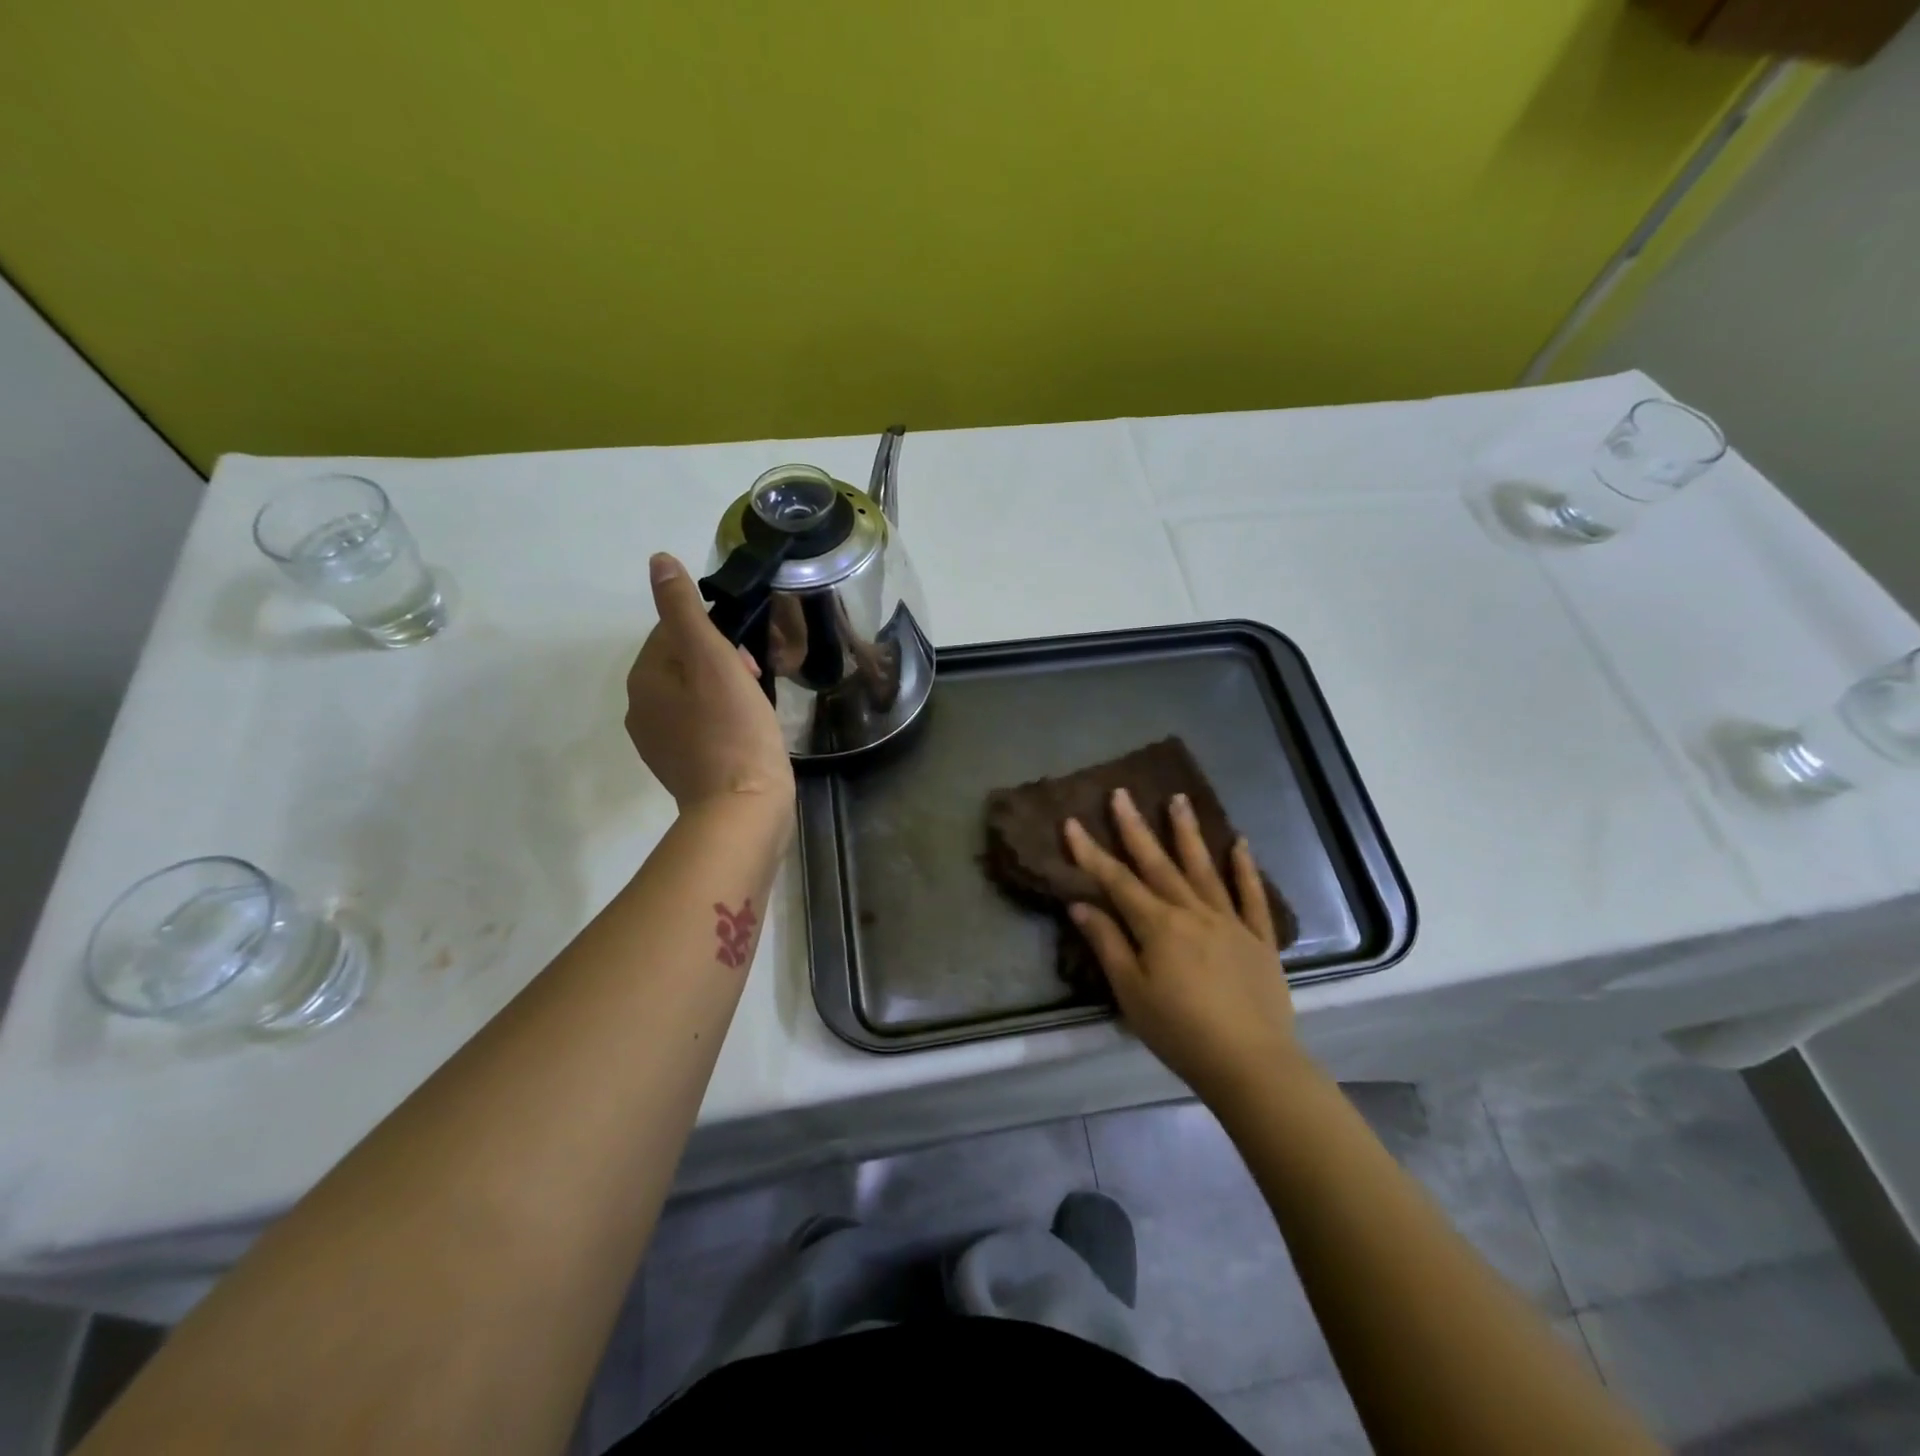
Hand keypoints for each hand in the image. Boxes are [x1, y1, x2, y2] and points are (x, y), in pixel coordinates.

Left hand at [626, 553, 793, 810]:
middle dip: (722, 662)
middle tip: (759, 680)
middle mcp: (641, 710)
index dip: (717, 635)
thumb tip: (658, 561)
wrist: (742, 809)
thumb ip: (684, 610)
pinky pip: (701, 725)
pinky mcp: (681, 767)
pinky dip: (723, 720)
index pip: (674, 632)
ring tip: (758, 706)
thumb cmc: (733, 730)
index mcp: (643, 679)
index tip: (749, 656)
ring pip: (694, 695)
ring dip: (725, 690)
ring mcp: (659, 743)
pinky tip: (748, 732)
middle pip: (684, 664)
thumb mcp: (712, 660)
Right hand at [1064, 788, 1295, 1104]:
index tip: (1072, 823)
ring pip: (1204, 869)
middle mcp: (1193, 912)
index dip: (1091, 852)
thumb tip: (1081, 905)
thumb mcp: (1132, 993)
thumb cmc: (1180, 1031)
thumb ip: (1108, 944)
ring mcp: (1230, 922)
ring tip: (1179, 799)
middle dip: (1135, 827)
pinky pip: (1251, 897)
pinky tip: (1239, 844)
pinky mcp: (1259, 939)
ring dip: (1188, 833)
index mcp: (1158, 926)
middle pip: (1158, 863)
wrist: (1251, 1063)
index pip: (1117, 881)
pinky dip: (1245, 869)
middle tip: (1122, 793)